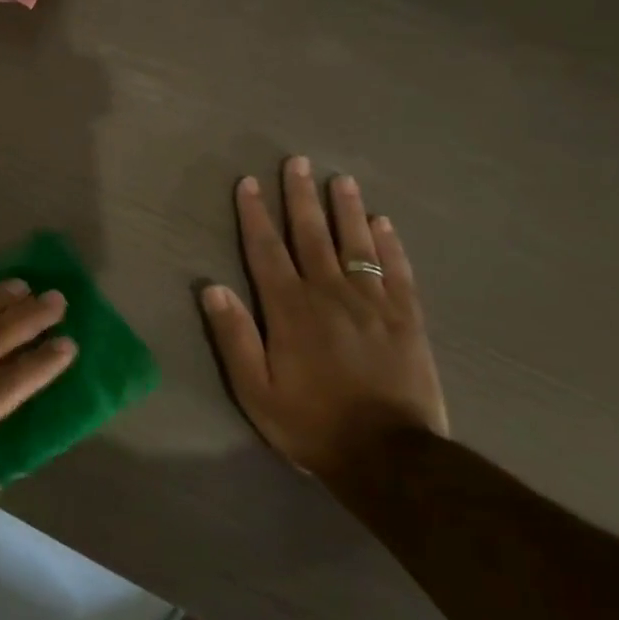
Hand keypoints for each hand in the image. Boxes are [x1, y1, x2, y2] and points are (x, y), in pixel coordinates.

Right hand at [201, 156, 446, 480]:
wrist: (390, 458)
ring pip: (356, 245)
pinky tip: (383, 223)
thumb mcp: (255, 390)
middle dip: (301, 197)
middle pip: (312, 235)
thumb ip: (234, 337)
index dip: (255, 214)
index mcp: (289, 309)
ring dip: (346, 209)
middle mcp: (329, 294)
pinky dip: (390, 245)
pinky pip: (397, 271)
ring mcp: (373, 304)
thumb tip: (211, 288)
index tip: (249, 182)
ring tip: (341, 179)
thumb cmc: (311, 423)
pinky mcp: (407, 319)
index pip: (266, 250)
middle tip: (297, 161)